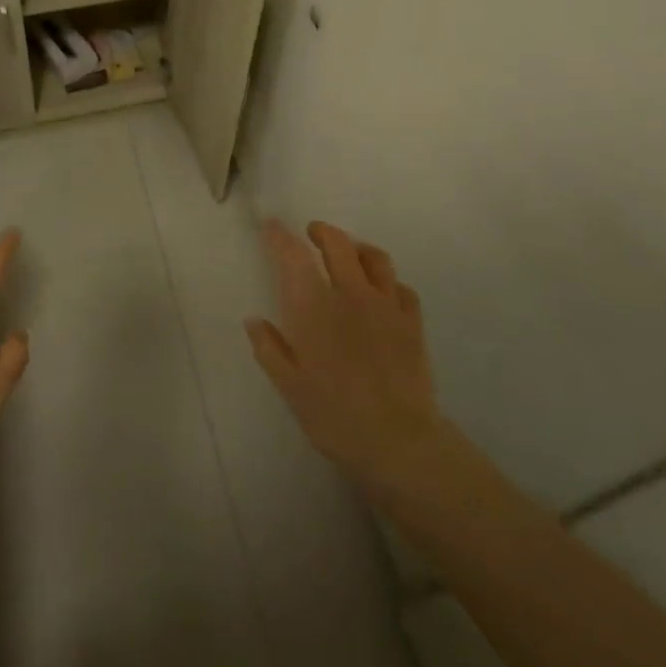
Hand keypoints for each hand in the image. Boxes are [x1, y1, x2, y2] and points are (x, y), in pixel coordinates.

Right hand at [247, 221, 444, 488]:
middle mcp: (350, 294)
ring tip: (350, 253)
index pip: (294, 257)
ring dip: (357, 247)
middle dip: (322, 231)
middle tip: (312, 233)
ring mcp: (386, 305)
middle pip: (338, 244)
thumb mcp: (289, 387)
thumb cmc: (333, 415)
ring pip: (375, 257)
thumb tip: (254, 320)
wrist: (397, 441)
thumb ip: (269, 348)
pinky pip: (402, 287)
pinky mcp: (412, 322)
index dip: (280, 236)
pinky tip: (383, 291)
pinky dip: (388, 281)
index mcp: (314, 307)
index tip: (271, 225)